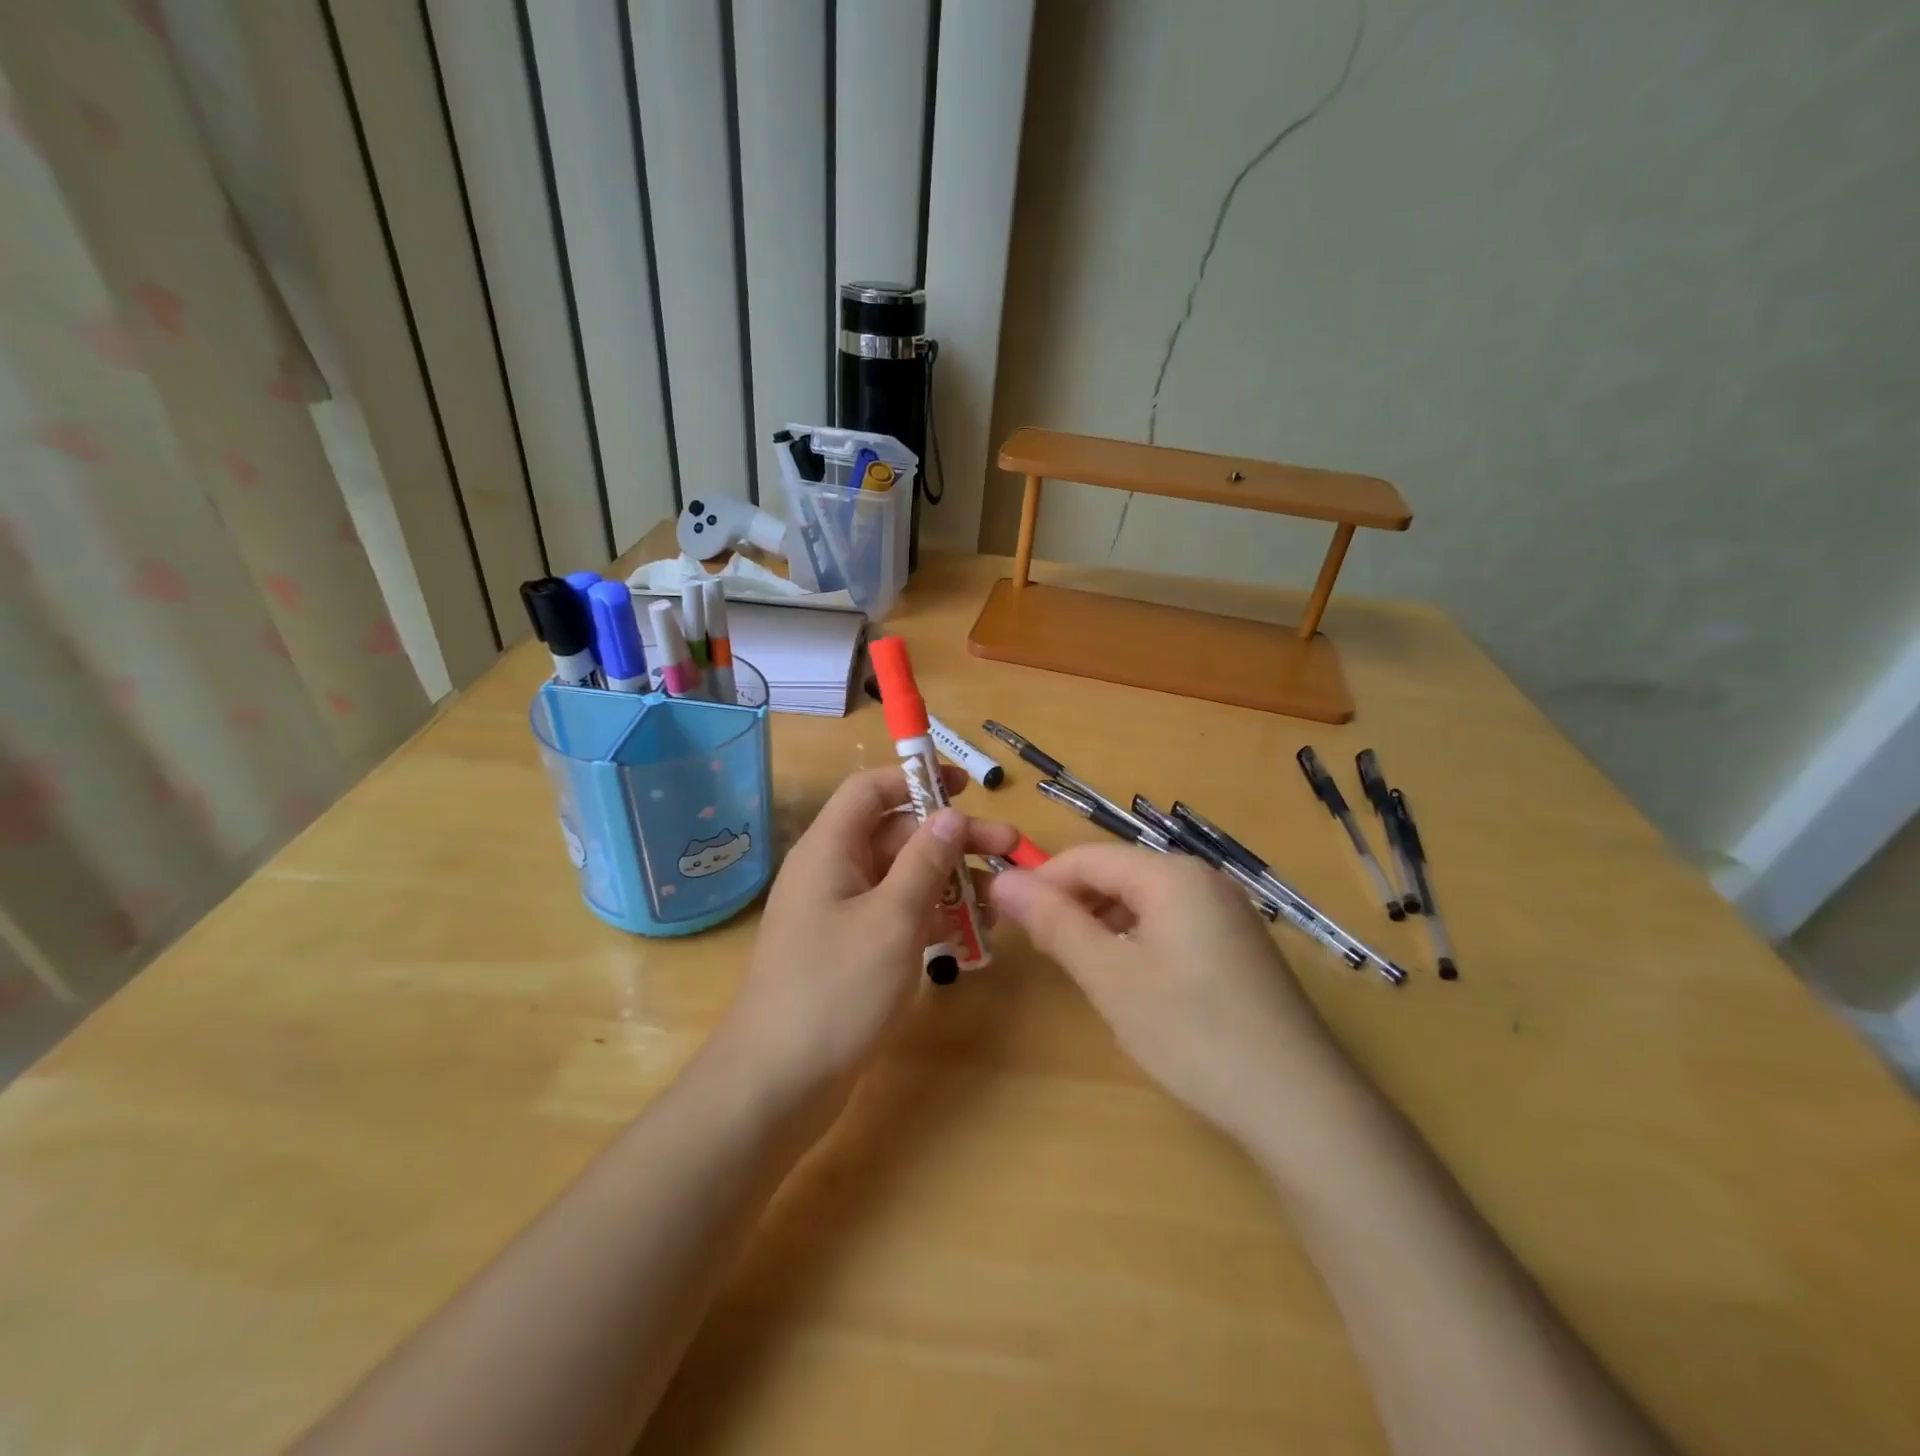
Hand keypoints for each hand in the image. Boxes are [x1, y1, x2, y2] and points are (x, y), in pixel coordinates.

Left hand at [714, 765, 1016, 1114]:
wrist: (777, 1084)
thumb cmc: (835, 990)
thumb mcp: (892, 920)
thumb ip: (924, 862)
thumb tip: (949, 815)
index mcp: (829, 850)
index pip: (871, 789)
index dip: (916, 778)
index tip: (966, 788)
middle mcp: (832, 872)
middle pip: (896, 834)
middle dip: (951, 837)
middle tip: (1008, 847)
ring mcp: (840, 914)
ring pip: (901, 877)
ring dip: (949, 880)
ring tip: (1000, 896)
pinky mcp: (850, 951)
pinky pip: (896, 915)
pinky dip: (932, 916)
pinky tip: (972, 932)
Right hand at [989, 845, 1346, 1145]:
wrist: (1299, 1103)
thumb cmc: (1192, 1031)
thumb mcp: (1110, 977)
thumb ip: (1054, 923)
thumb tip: (1001, 880)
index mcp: (1171, 874)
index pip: (1087, 858)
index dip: (1040, 882)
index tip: (1005, 917)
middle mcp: (1202, 879)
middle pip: (1117, 874)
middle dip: (1072, 904)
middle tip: (1040, 950)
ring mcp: (1226, 911)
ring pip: (1143, 901)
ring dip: (1102, 923)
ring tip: (1080, 967)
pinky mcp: (1238, 944)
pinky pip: (1171, 923)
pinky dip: (1137, 940)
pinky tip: (1131, 980)